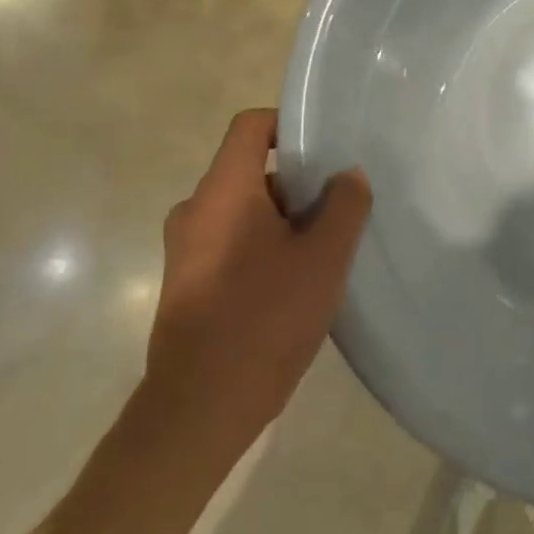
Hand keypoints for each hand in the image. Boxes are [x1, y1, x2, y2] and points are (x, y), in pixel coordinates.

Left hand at [141, 109, 371, 452]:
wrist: (200, 408)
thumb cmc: (265, 319)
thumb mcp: (323, 258)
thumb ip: (344, 206)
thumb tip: (347, 176)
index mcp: (223, 191)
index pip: (251, 126)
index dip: (289, 125)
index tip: (326, 150)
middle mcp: (195, 210)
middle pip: (253, 171)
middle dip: (299, 185)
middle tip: (339, 210)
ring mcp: (186, 248)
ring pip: (245, 210)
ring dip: (285, 221)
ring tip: (324, 251)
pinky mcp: (187, 281)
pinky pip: (232, 241)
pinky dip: (264, 246)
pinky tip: (296, 283)